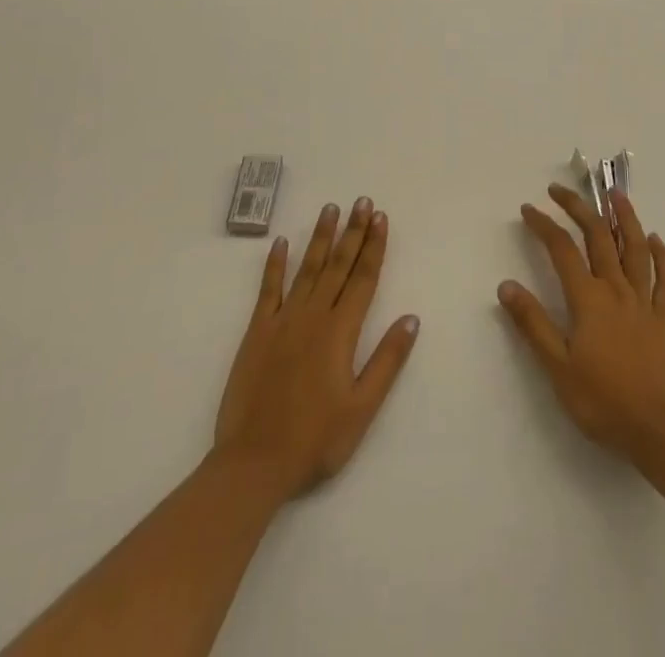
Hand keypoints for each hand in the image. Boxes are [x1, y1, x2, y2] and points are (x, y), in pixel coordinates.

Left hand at [214, 198, 419, 502]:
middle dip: (352, 231)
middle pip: (338, 265)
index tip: (381, 217)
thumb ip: (387, 360)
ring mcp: (282, 321)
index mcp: (341, 332)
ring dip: (320, 237)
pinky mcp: (257, 332)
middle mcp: (313, 316)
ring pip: (307, 268)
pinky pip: (268, 289)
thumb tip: (411, 318)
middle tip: (362, 201)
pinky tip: (281, 242)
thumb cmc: (315, 440)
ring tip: (330, 209)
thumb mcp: (362, 408)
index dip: (374, 246)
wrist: (253, 463)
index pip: (363, 278)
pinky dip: (275, 264)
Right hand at [498, 185, 664, 461]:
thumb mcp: (557, 367)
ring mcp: (643, 302)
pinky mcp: (663, 320)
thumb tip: (506, 285)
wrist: (658, 431)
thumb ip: (532, 324)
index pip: (561, 250)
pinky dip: (662, 256)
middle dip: (577, 208)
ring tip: (616, 194)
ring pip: (635, 249)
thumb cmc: (602, 401)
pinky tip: (655, 239)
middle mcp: (616, 290)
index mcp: (588, 299)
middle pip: (597, 237)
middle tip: (559, 190)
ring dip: (624, 218)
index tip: (528, 209)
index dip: (543, 225)